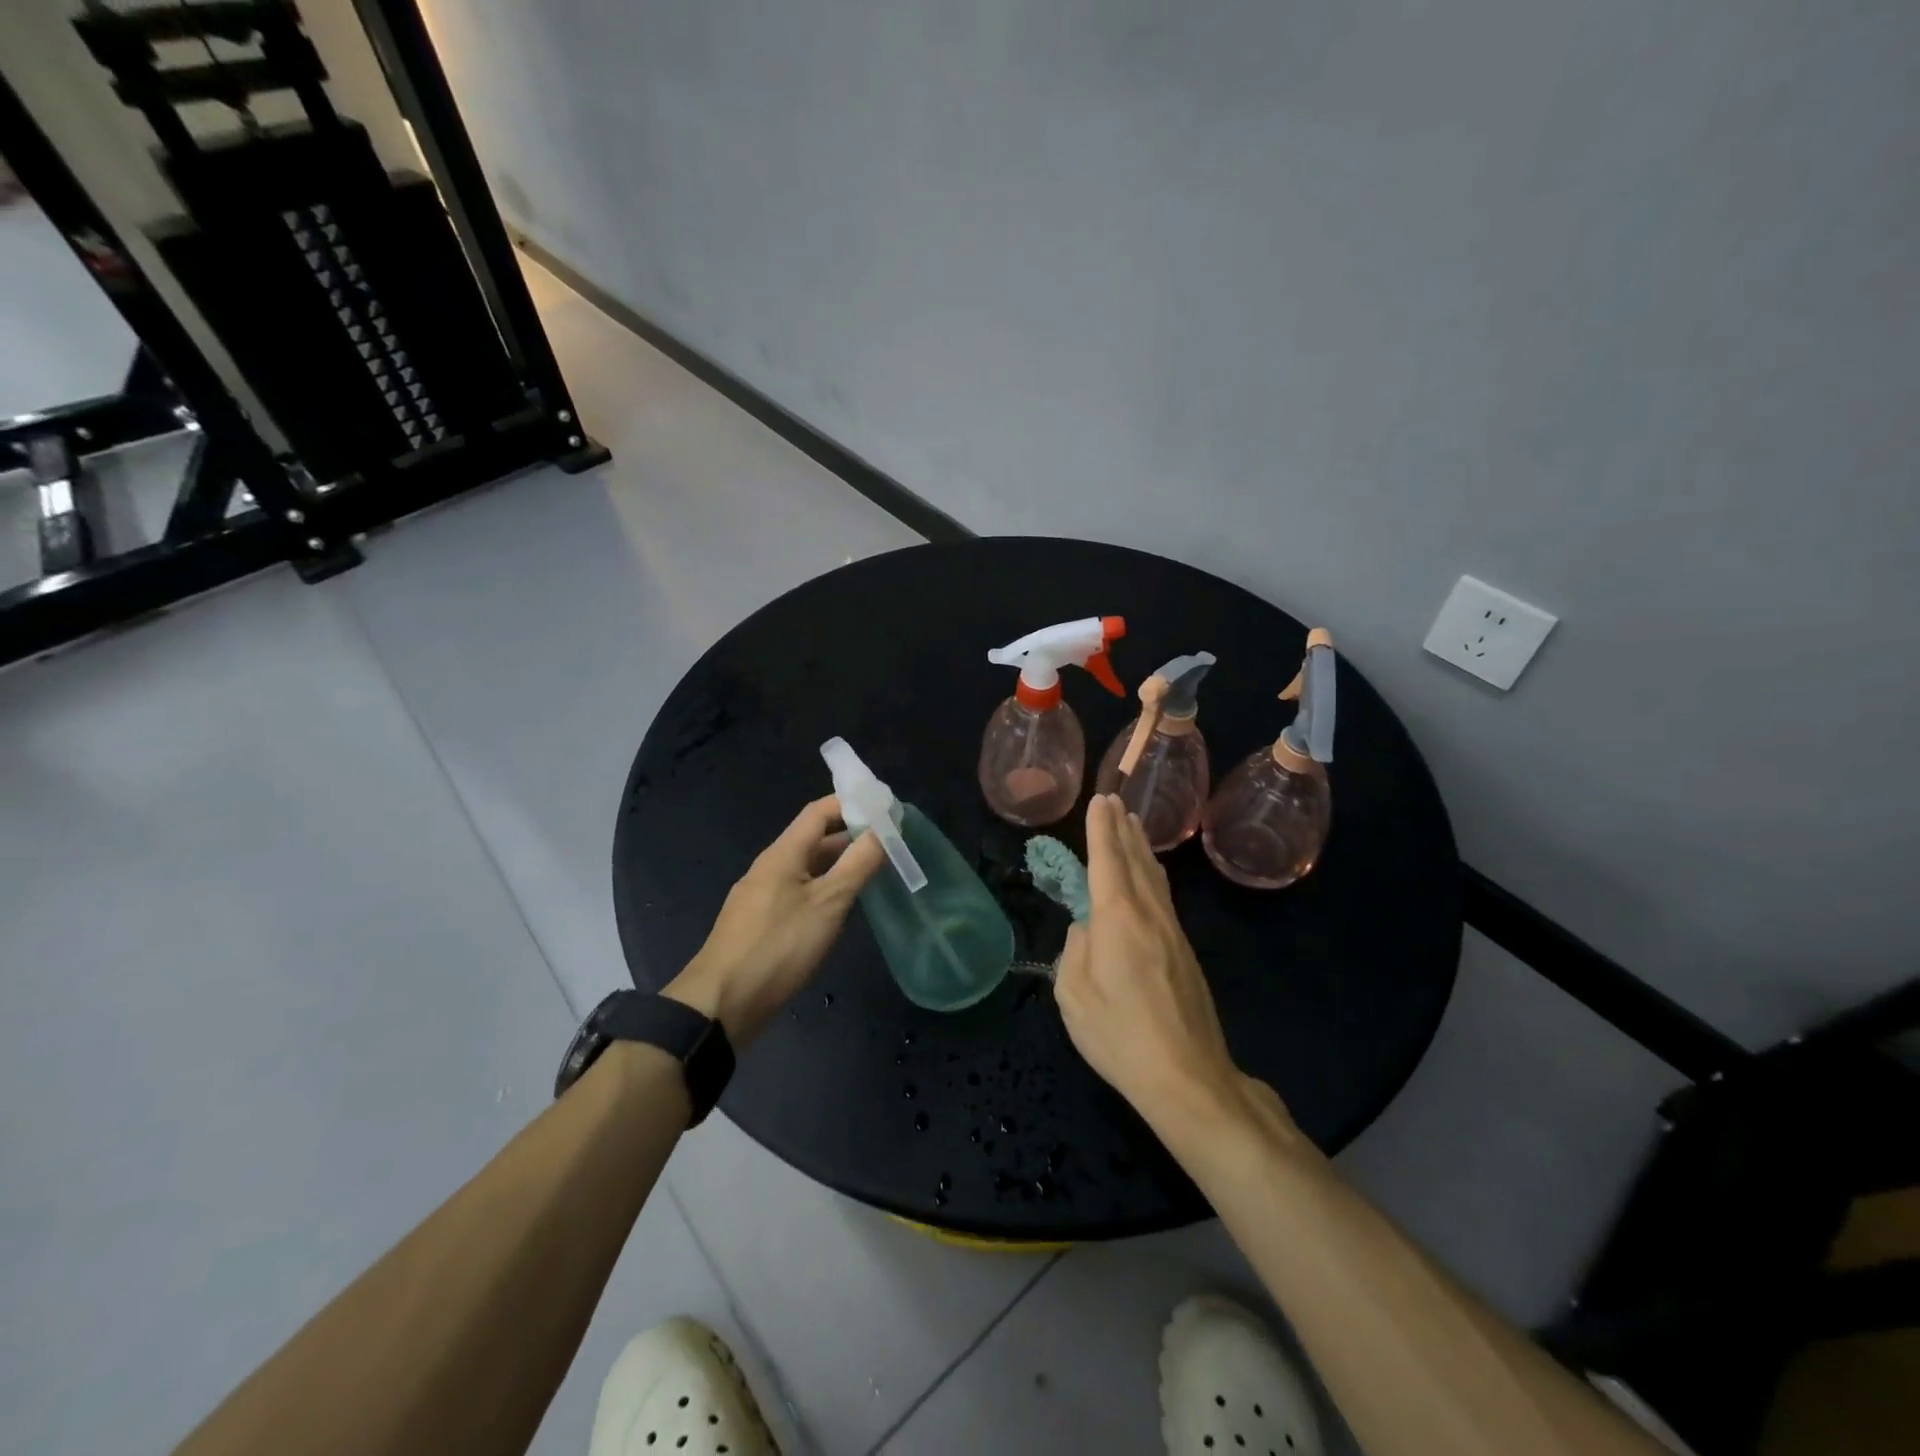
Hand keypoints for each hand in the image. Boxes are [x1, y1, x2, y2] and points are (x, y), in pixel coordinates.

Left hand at [665, 796, 886, 1045]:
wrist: (721, 1003)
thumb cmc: (779, 946)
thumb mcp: (828, 903)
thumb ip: (857, 865)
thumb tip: (882, 830)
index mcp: (783, 853)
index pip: (819, 811)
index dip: (851, 803)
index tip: (885, 808)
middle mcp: (770, 867)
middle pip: (814, 839)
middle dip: (851, 836)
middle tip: (890, 843)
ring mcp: (762, 896)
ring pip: (807, 869)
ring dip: (839, 865)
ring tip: (875, 872)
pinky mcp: (760, 923)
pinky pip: (798, 893)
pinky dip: (824, 890)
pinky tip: (841, 909)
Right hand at [1055, 795, 1273, 1133]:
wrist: (1188, 1076)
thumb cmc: (1120, 1035)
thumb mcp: (1074, 995)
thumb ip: (1074, 952)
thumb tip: (1085, 930)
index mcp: (1117, 918)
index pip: (1106, 860)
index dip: (1101, 829)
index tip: (1099, 801)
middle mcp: (1148, 913)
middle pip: (1135, 860)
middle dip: (1122, 829)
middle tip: (1114, 801)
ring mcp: (1172, 931)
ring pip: (1154, 877)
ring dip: (1141, 847)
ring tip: (1133, 825)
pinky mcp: (1184, 951)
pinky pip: (1163, 896)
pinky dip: (1153, 873)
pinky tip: (1151, 875)